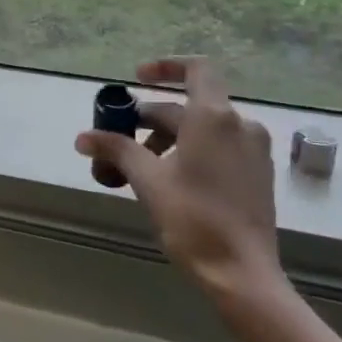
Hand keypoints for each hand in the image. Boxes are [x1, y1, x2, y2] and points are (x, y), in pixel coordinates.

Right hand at [76, 58, 283, 304]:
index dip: (165, 67)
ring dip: (168, 139)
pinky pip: (220, 147)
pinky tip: (169, 180)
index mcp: (214, 117)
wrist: (243, 274)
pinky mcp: (258, 174)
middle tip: (120, 143)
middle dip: (151, 120)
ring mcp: (253, 150)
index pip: (196, 68)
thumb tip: (83, 137)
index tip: (137, 79)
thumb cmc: (193, 218)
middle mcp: (240, 125)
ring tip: (139, 168)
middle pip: (189, 106)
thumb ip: (116, 149)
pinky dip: (191, 152)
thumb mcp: (147, 180)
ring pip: (203, 129)